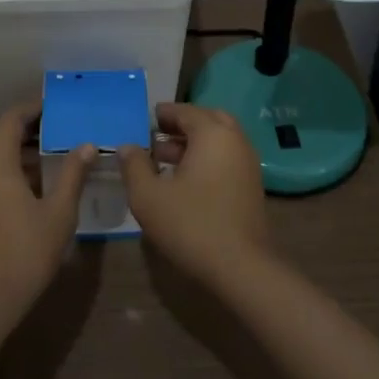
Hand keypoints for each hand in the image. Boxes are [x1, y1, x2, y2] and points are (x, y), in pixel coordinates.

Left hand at [0, 102, 90, 322]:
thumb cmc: (23, 253)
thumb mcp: (58, 213)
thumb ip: (72, 174)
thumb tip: (86, 145)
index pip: (12, 119)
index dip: (34, 110)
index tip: (57, 108)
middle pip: (0, 138)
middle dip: (29, 135)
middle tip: (61, 136)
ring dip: (17, 159)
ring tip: (50, 165)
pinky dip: (4, 178)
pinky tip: (28, 195)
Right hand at [120, 101, 271, 283]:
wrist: (241, 267)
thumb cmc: (191, 224)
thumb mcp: (148, 196)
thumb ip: (134, 166)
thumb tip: (127, 146)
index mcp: (212, 133)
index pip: (185, 111)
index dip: (163, 114)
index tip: (145, 120)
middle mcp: (235, 140)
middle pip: (207, 120)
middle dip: (182, 125)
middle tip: (157, 137)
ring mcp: (248, 163)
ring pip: (219, 140)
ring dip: (194, 143)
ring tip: (165, 160)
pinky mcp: (252, 185)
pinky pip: (226, 158)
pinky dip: (207, 159)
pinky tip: (186, 181)